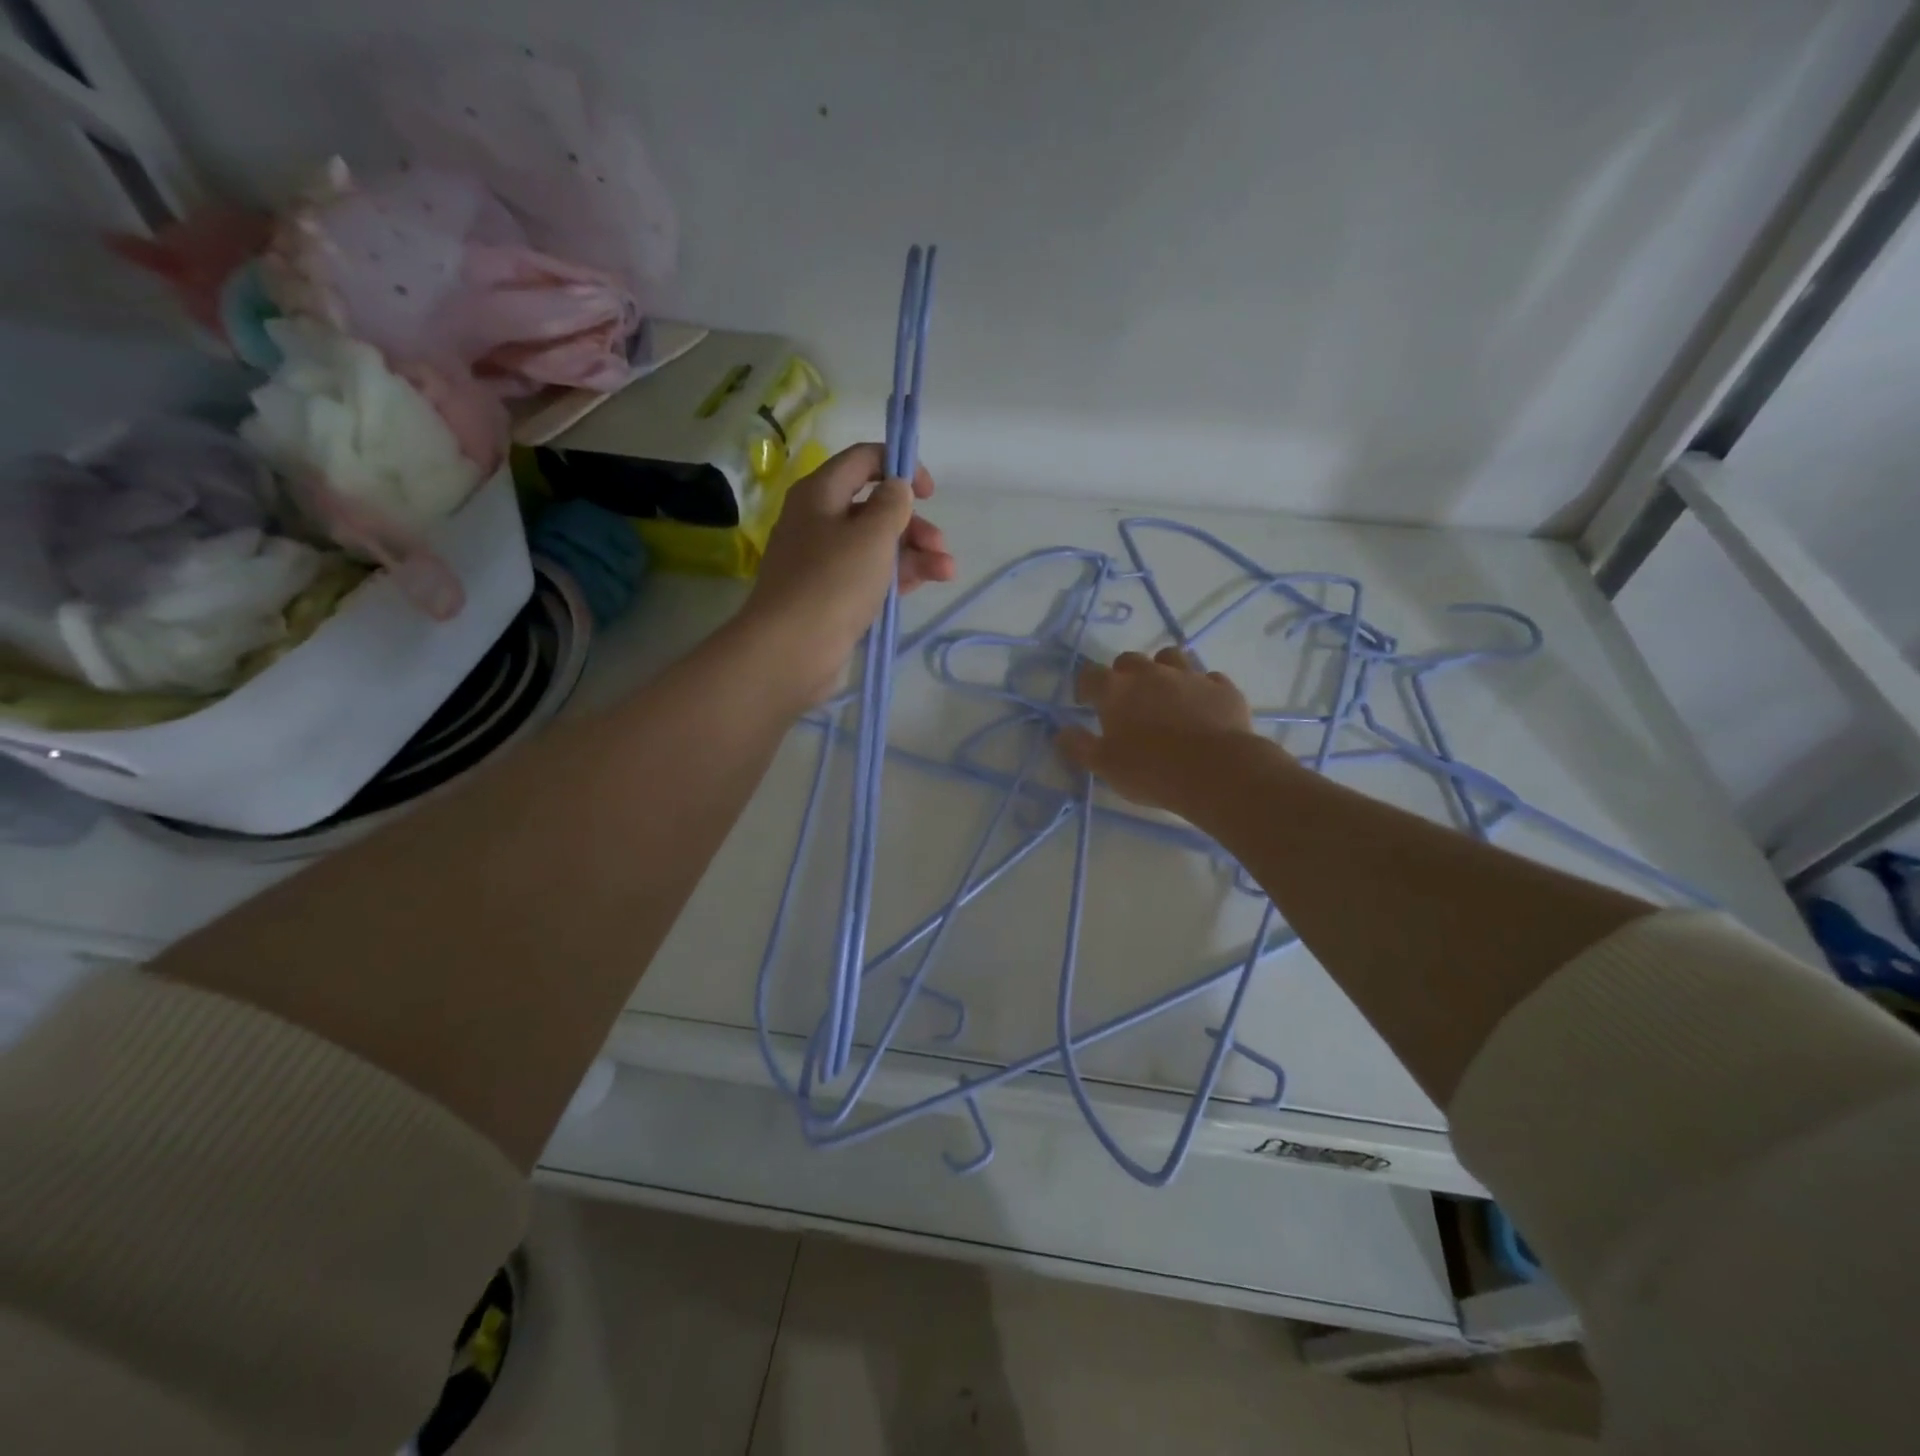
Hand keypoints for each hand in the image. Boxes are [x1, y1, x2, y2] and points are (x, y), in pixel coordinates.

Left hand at [741, 443, 956, 703]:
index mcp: (820, 494)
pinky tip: (927, 583)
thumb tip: (896, 488)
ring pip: (876, 546)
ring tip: (947, 572)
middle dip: (913, 524)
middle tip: (940, 545)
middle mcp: (818, 522)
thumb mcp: (872, 534)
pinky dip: (898, 576)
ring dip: (915, 553)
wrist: (792, 650)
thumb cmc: (834, 581)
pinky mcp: (831, 597)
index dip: (899, 465)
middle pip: (874, 508)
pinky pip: (870, 576)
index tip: (928, 492)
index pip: (862, 460)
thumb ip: (892, 504)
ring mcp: (823, 562)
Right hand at [1057, 648, 1257, 813]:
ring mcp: (1189, 676)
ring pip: (1170, 657)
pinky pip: (1208, 678)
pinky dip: (1200, 688)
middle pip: (1129, 660)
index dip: (1085, 687)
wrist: (1217, 771)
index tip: (1086, 702)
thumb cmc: (1151, 770)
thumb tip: (1061, 732)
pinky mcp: (1222, 687)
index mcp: (1116, 690)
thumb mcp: (1104, 766)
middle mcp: (1150, 673)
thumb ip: (1079, 746)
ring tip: (1164, 694)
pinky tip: (1201, 707)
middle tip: (1126, 701)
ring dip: (1163, 670)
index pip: (1089, 674)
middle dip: (1124, 675)